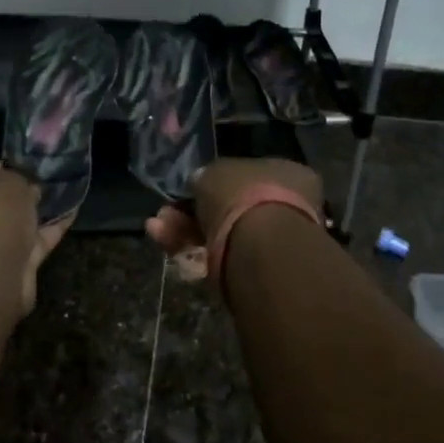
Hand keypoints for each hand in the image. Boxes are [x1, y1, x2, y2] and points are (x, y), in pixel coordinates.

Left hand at [0, 163, 71, 315]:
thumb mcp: (8, 180)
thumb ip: (20, 179)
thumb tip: (29, 189)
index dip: (5, 167)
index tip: (29, 165)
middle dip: (22, 194)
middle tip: (48, 181)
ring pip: (14, 226)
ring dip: (37, 214)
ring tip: (66, 194)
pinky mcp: (7, 269)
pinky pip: (32, 244)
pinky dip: (50, 231)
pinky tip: (71, 214)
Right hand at [144, 157, 322, 283]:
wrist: (261, 248)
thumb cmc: (241, 196)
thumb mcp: (214, 171)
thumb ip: (207, 176)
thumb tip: (202, 182)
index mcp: (285, 172)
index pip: (245, 174)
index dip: (213, 181)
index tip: (189, 188)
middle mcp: (287, 204)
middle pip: (231, 206)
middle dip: (193, 211)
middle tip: (164, 214)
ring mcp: (275, 240)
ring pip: (223, 232)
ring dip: (186, 230)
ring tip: (156, 228)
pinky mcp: (261, 271)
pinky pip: (223, 256)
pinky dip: (196, 252)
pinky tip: (169, 247)